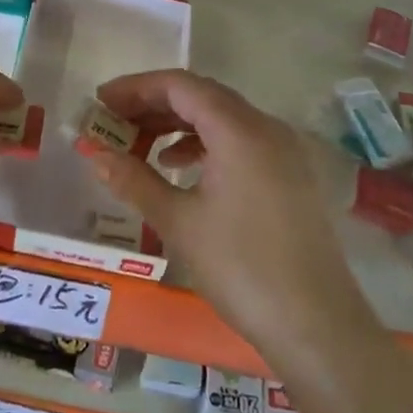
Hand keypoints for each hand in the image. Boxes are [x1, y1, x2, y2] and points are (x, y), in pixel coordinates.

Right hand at [90, 69, 370, 371]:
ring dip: (178, 124)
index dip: (136, 88)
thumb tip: (94, 153)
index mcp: (239, 129)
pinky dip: (205, 143)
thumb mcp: (178, 222)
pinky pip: (240, 139)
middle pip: (202, 95)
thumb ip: (133, 180)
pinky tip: (180, 168)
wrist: (317, 327)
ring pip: (222, 117)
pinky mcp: (290, 174)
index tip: (101, 101)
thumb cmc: (241, 268)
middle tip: (114, 121)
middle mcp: (265, 127)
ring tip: (140, 144)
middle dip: (154, 103)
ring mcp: (283, 150)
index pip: (180, 85)